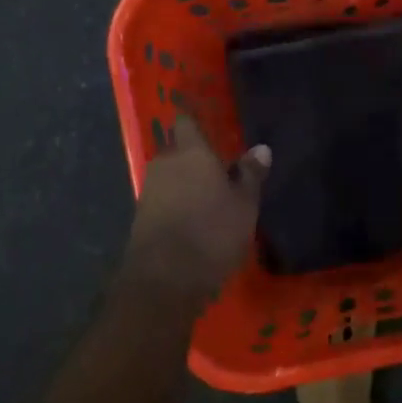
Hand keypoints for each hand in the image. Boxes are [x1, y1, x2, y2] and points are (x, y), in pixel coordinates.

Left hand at [122, 115, 270, 310]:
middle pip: (178, 151)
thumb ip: (250, 174)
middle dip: (194, 159)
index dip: (195, 122)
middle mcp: (165, 164)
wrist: (164, 280)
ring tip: (209, 200)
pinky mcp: (140, 218)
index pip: (186, 122)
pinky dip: (176, 205)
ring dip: (186, 184)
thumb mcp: (244, 205)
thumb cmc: (212, 233)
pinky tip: (193, 221)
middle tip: (219, 171)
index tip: (208, 126)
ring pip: (170, 177)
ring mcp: (149, 191)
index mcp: (190, 152)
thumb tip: (261, 149)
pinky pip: (163, 200)